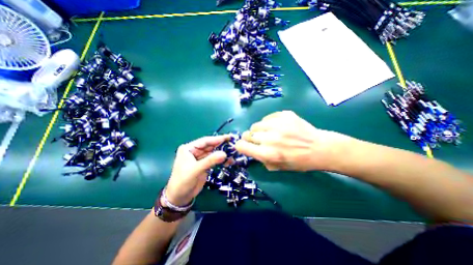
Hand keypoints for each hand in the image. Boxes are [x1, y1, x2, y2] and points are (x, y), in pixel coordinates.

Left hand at [165, 135, 230, 205]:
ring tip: (233, 153)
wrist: (180, 197)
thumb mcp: (195, 170)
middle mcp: (195, 151)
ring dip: (222, 153)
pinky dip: (221, 160)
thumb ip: (210, 161)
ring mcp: (200, 158)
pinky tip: (228, 160)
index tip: (229, 137)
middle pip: (210, 146)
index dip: (217, 139)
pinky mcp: (205, 164)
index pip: (205, 141)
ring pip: (213, 152)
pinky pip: (214, 159)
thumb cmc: (183, 181)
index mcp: (189, 148)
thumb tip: (224, 154)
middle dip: (221, 145)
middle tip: (233, 145)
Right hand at [235, 109, 352, 170]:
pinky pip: (267, 117)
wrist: (319, 148)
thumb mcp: (277, 167)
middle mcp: (270, 138)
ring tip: (269, 132)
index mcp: (267, 154)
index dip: (240, 146)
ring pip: (256, 125)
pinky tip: (278, 127)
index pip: (241, 146)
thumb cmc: (298, 161)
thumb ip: (260, 159)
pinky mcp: (284, 115)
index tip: (244, 145)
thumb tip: (251, 149)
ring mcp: (277, 124)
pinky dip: (269, 123)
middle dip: (250, 138)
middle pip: (247, 134)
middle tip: (259, 140)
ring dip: (259, 130)